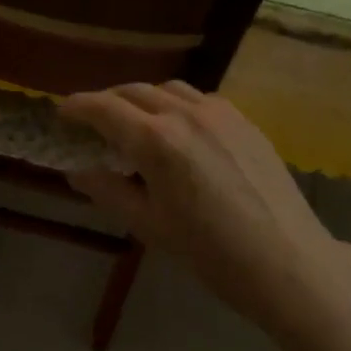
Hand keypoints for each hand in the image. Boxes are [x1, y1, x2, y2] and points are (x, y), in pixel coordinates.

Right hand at [58, 82, 344, 330]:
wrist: (288, 261)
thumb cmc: (211, 253)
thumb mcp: (149, 226)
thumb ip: (108, 191)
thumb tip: (77, 170)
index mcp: (156, 141)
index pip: (104, 108)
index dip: (78, 106)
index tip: (62, 112)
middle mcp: (185, 114)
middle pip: (134, 91)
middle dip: (108, 101)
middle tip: (93, 121)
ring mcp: (219, 112)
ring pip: (168, 89)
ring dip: (143, 99)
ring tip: (135, 122)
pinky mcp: (244, 120)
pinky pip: (199, 99)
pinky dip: (176, 104)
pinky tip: (179, 130)